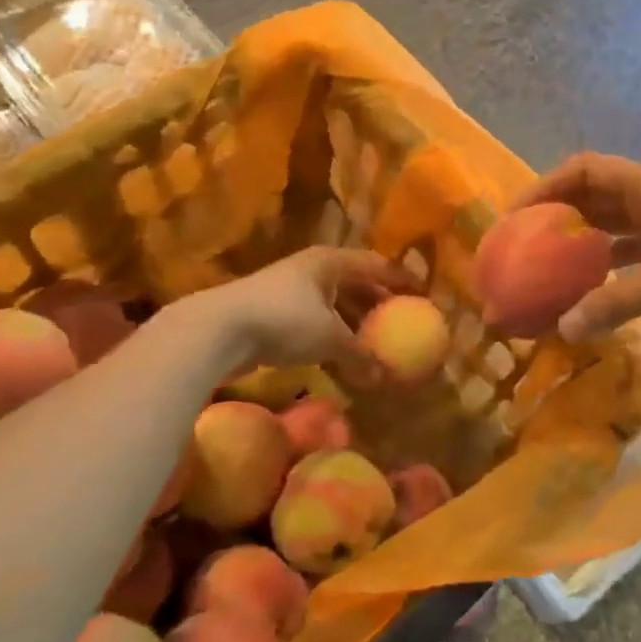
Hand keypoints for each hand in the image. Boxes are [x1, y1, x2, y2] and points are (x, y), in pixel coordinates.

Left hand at [182, 247, 414, 377]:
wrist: (218, 329)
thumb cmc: (284, 320)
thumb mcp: (330, 338)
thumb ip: (360, 355)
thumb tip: (384, 379)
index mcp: (331, 262)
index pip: (376, 264)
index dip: (401, 278)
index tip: (422, 293)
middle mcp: (312, 269)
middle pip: (354, 281)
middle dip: (377, 300)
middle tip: (400, 319)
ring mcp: (288, 289)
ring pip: (332, 303)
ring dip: (353, 321)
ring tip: (372, 341)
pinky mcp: (271, 312)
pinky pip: (313, 320)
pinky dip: (330, 334)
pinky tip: (338, 355)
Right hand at [513, 153, 640, 339]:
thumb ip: (618, 302)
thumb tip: (564, 328)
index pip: (584, 170)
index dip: (545, 186)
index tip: (515, 217)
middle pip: (592, 197)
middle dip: (556, 216)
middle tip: (521, 247)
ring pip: (610, 227)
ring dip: (580, 243)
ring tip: (545, 270)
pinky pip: (630, 254)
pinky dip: (606, 268)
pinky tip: (588, 292)